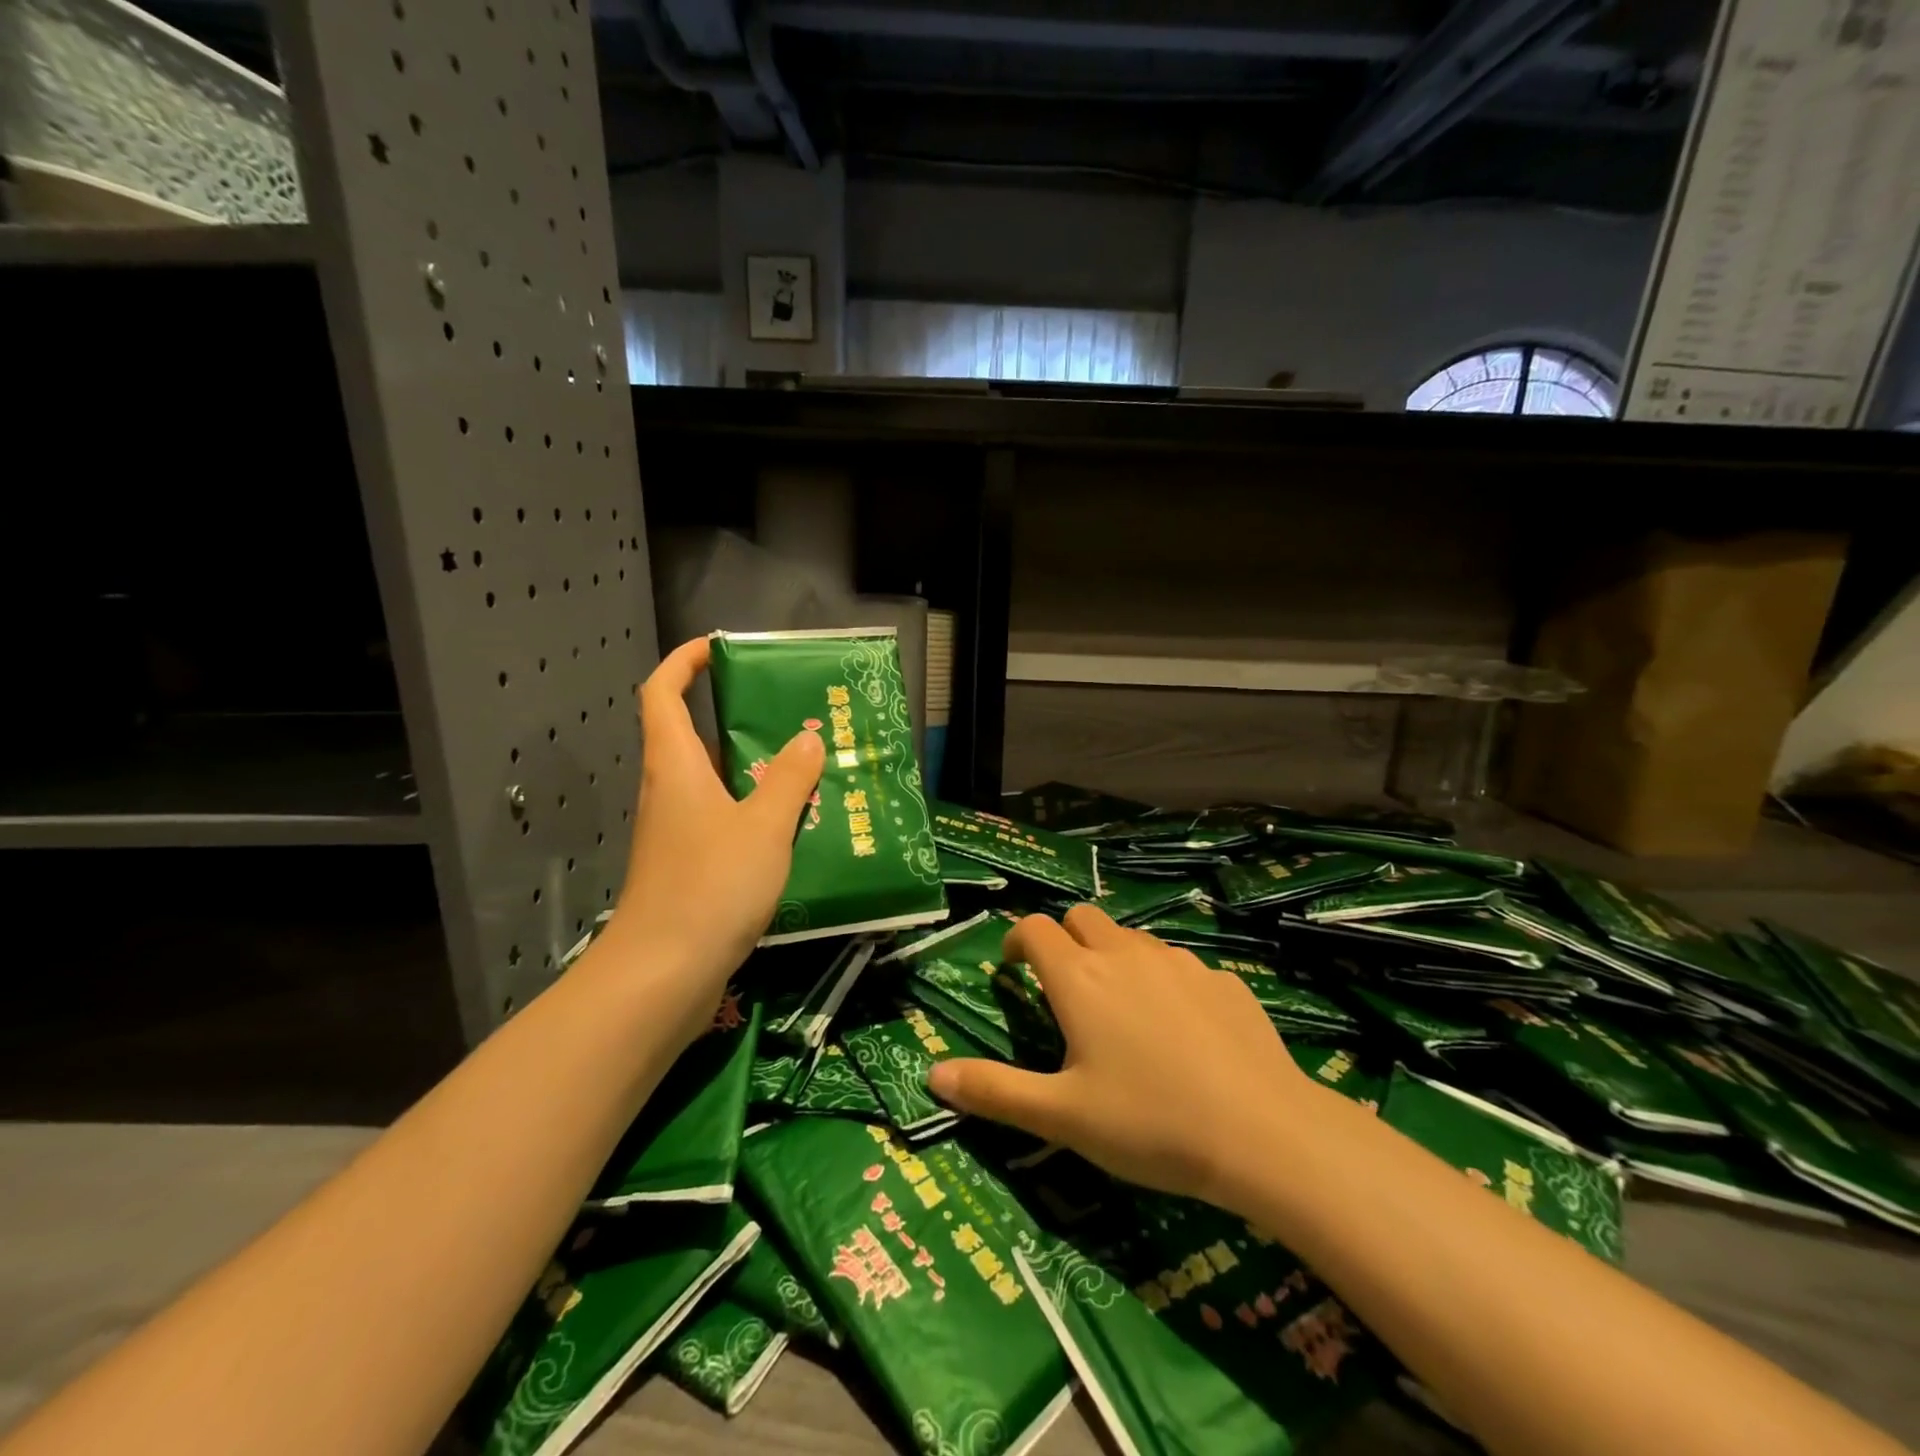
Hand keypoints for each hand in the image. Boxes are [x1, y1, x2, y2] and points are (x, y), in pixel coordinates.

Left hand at [612, 638, 823, 1041]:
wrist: (662, 976)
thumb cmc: (710, 886)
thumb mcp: (764, 826)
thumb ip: (788, 779)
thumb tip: (807, 739)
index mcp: (676, 766)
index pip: (662, 693)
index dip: (684, 662)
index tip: (721, 648)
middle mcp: (671, 791)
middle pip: (698, 736)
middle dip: (743, 720)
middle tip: (797, 717)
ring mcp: (678, 832)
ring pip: (718, 783)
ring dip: (758, 772)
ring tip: (813, 768)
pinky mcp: (690, 866)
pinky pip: (726, 821)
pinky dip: (758, 813)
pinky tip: (798, 827)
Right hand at [927, 904, 1311, 1205]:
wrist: (1263, 1134)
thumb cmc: (1149, 1124)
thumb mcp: (1061, 1116)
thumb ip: (994, 1092)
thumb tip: (932, 1074)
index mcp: (1080, 978)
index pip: (1034, 929)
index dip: (1016, 941)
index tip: (1012, 969)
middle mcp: (1126, 954)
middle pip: (1083, 917)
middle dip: (1065, 939)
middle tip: (1065, 988)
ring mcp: (1180, 962)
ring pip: (1133, 938)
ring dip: (1115, 958)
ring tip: (1122, 1012)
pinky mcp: (1224, 980)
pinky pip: (1181, 966)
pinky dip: (1165, 983)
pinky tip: (1182, 1033)